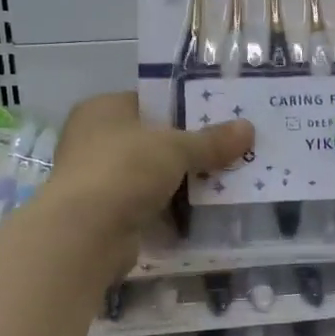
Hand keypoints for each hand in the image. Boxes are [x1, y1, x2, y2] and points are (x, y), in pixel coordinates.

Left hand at [43, 92, 252, 256]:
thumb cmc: (124, 170)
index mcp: (103, 109)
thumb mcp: (175, 148)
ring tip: (226, 181)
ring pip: (151, 175)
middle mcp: (94, 139)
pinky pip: (147, 205)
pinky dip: (170, 210)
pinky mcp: (105, 214)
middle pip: (152, 140)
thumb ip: (211, 140)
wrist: (85, 234)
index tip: (219, 118)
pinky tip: (203, 212)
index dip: (183, 108)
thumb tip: (249, 129)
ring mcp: (98, 179)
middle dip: (188, 149)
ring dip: (181, 182)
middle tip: (229, 150)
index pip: (149, 101)